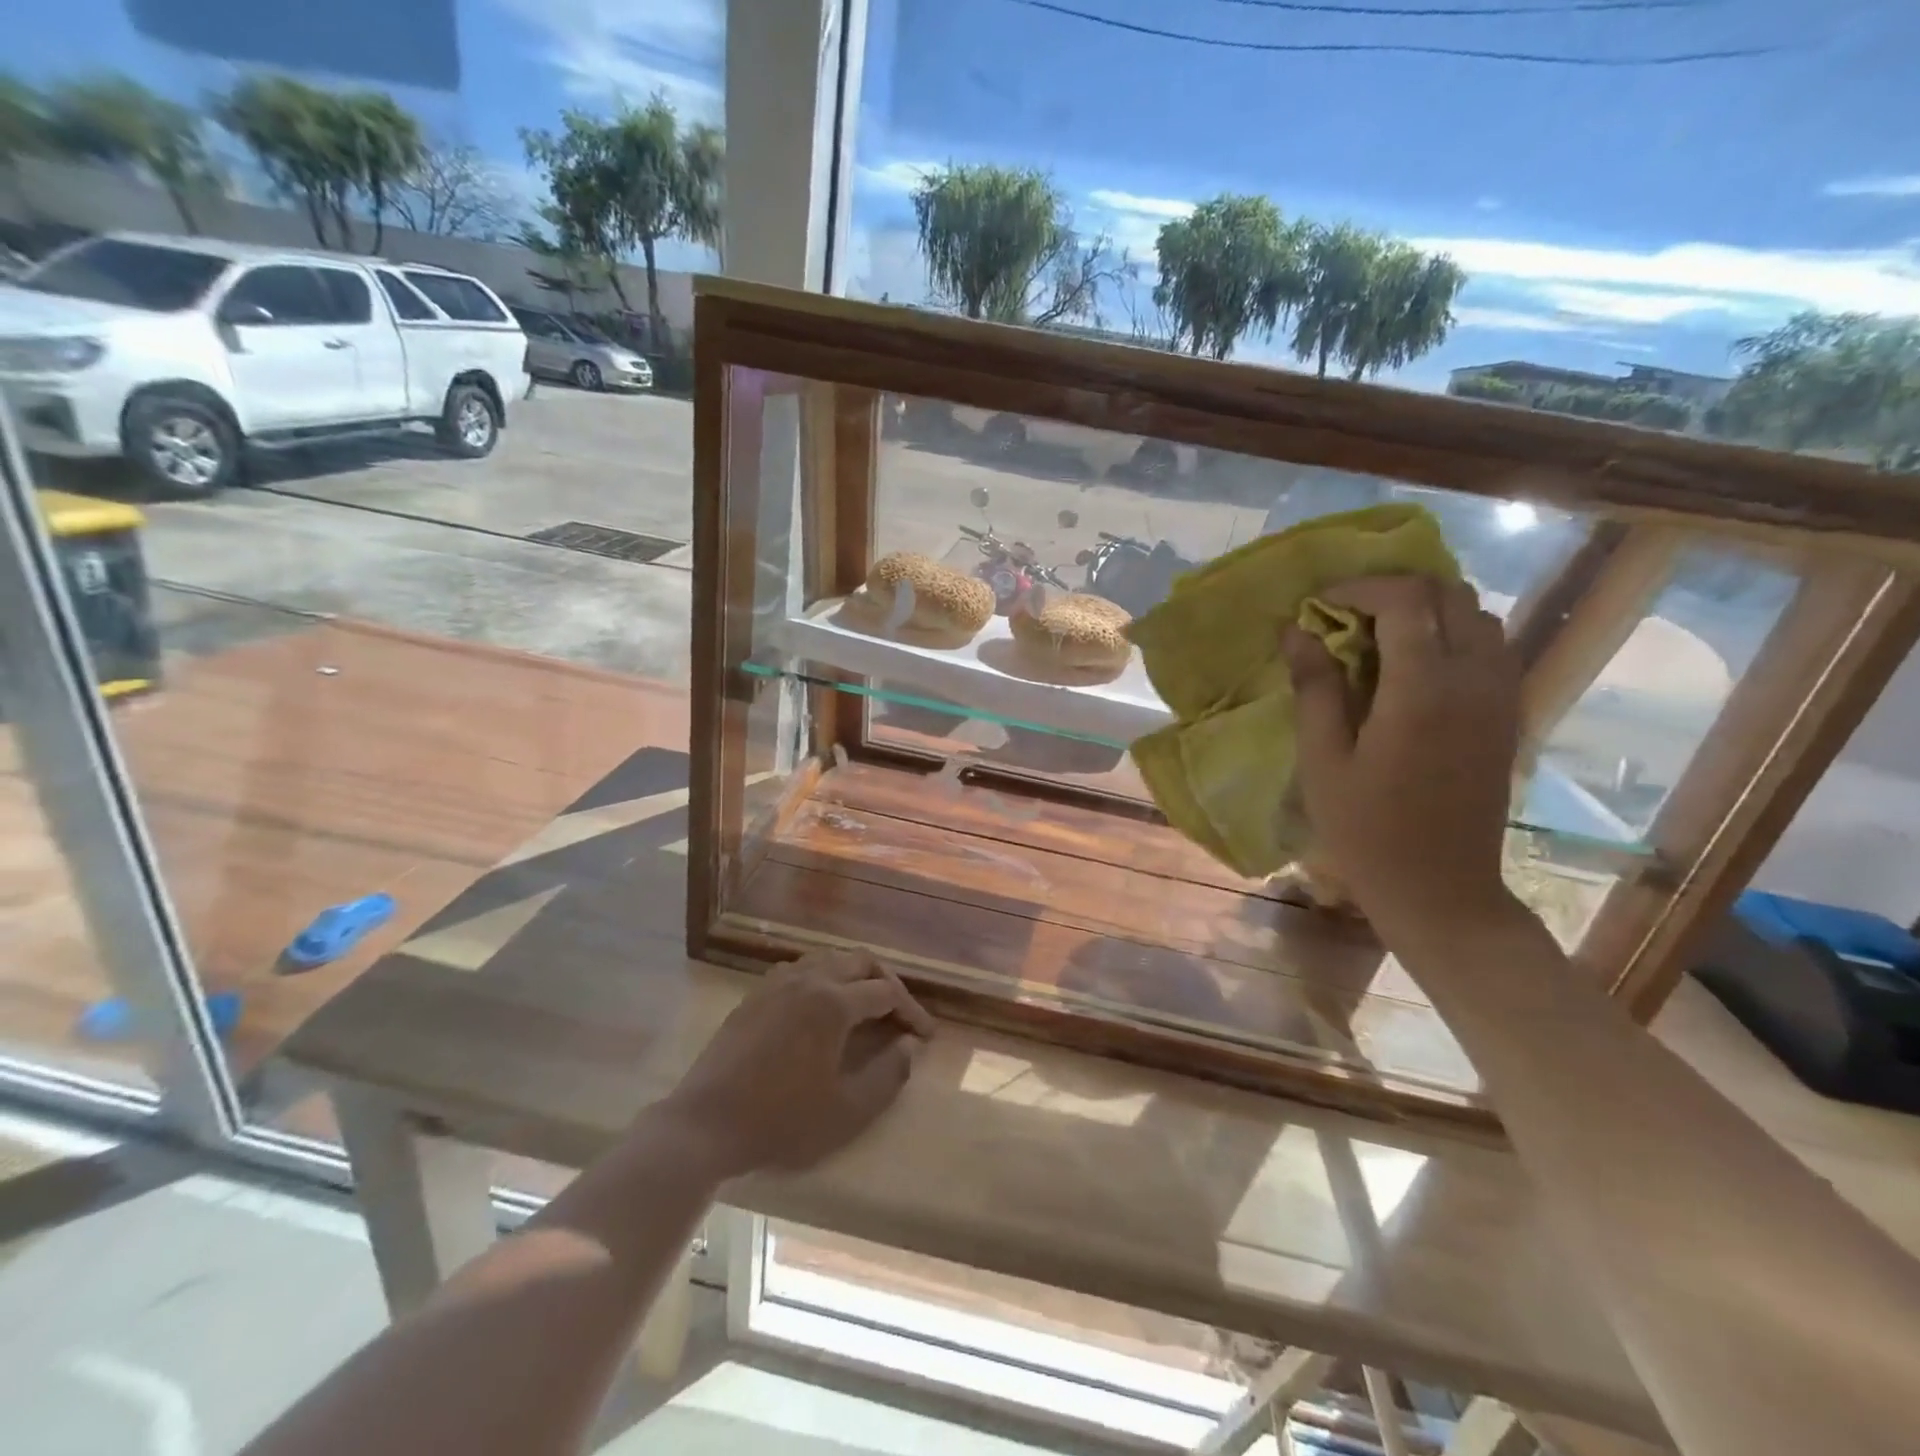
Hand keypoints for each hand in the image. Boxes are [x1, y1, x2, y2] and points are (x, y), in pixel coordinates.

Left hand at [660, 950, 935, 1180]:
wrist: (705, 1124)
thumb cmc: (781, 1121)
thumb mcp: (847, 1110)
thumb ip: (888, 1075)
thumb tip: (910, 1046)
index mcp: (834, 1002)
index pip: (887, 992)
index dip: (912, 1011)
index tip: (926, 1036)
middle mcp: (809, 979)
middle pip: (861, 962)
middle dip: (888, 983)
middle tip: (901, 1014)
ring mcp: (778, 983)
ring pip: (829, 959)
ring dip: (856, 975)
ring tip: (867, 1006)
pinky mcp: (756, 994)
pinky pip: (801, 969)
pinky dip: (824, 977)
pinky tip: (822, 1006)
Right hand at [1286, 575, 1520, 935]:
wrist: (1441, 888)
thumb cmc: (1366, 830)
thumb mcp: (1323, 760)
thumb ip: (1315, 688)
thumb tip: (1297, 630)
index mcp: (1423, 689)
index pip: (1405, 599)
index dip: (1359, 587)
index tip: (1319, 604)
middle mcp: (1474, 679)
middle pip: (1449, 594)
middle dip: (1395, 590)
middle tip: (1346, 615)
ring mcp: (1501, 695)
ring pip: (1478, 615)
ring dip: (1428, 610)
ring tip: (1379, 635)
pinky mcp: (1510, 714)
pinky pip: (1491, 647)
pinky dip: (1453, 634)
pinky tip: (1415, 665)